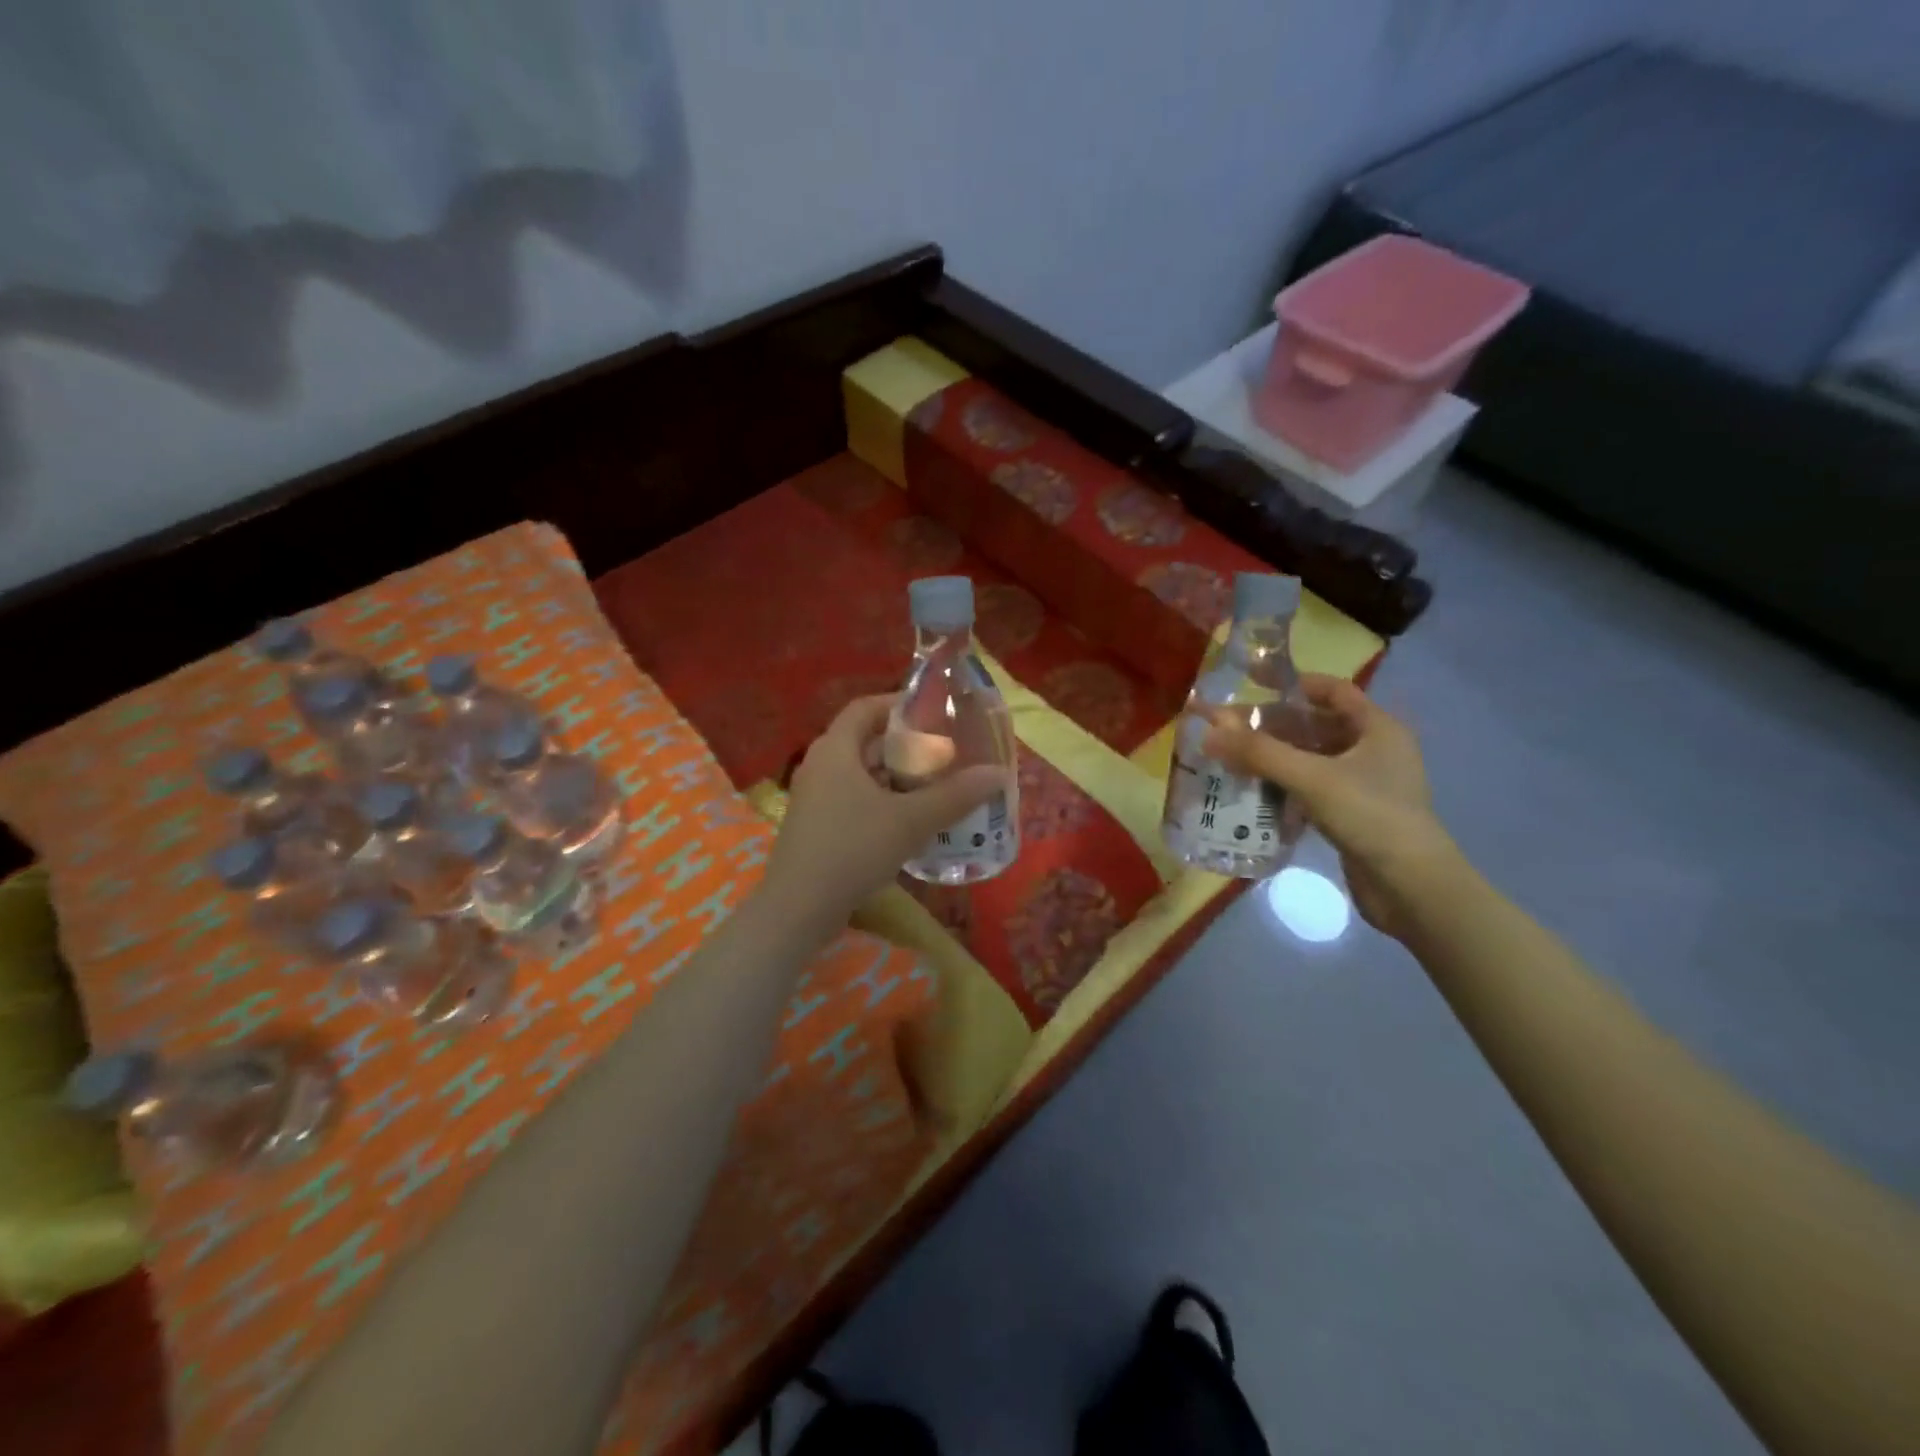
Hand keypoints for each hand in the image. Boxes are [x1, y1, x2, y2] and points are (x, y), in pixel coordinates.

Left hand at [764, 695, 1005, 927]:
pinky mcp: (817, 826)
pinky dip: (882, 802)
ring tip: (935, 786)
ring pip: (861, 775)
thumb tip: (997, 773)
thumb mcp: (911, 820)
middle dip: (906, 746)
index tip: (934, 714)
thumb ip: (955, 795)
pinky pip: (854, 800)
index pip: (866, 707)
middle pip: (866, 741)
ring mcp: (815, 798)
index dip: (899, 705)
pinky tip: (910, 822)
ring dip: (896, 778)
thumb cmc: (853, 848)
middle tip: (945, 754)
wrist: (799, 908)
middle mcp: (821, 766)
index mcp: (836, 749)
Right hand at [1202, 675, 1456, 938]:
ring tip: (1231, 757)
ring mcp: (1363, 784)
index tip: (1252, 681)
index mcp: (1377, 728)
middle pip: (1315, 725)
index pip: (1333, 690)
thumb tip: (1208, 731)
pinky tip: (1253, 790)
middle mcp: (1373, 750)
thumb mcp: (1312, 778)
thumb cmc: (1370, 816)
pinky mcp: (1351, 813)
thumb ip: (1259, 753)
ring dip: (1273, 756)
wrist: (1411, 887)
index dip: (1294, 683)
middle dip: (1272, 724)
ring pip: (1310, 758)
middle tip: (1228, 727)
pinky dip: (1282, 784)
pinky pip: (1309, 787)